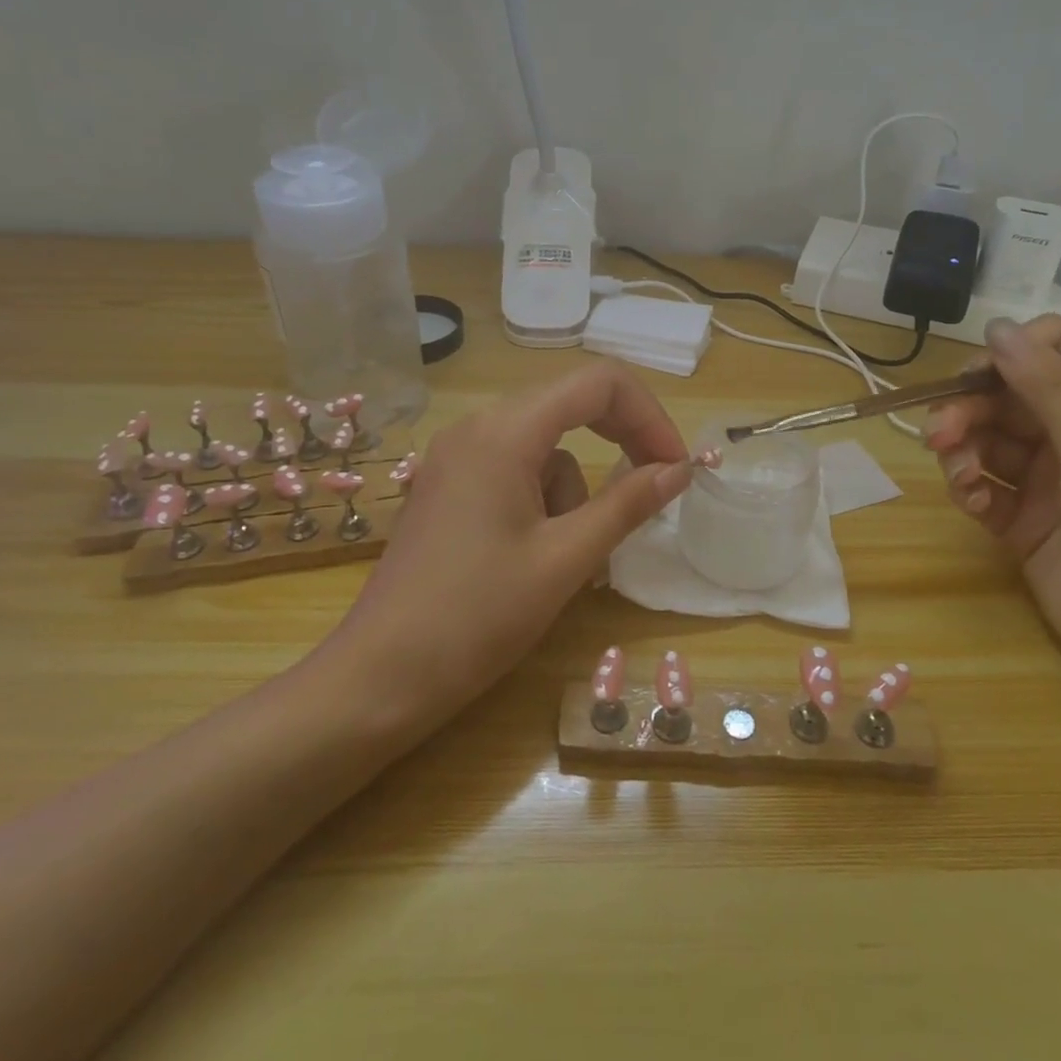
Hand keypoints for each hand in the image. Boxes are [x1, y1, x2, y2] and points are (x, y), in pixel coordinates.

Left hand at [330, 361, 691, 725]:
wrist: (380, 677)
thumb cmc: (478, 617)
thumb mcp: (566, 559)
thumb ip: (628, 504)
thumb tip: (680, 469)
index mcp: (505, 431)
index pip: (598, 383)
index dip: (649, 416)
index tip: (675, 467)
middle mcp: (477, 426)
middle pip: (570, 405)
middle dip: (620, 442)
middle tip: (653, 489)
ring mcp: (456, 454)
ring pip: (546, 446)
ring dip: (575, 488)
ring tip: (567, 556)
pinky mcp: (448, 484)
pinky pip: (516, 468)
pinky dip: (544, 498)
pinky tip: (533, 555)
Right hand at [923, 316, 1060, 710]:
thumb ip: (1047, 389)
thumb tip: (996, 326)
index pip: (1056, 352)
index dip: (1013, 354)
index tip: (977, 376)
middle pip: (1007, 398)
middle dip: (969, 409)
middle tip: (939, 434)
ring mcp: (1047, 483)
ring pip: (986, 441)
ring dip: (962, 449)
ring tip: (958, 474)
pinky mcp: (1022, 523)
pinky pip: (982, 487)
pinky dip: (968, 488)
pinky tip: (974, 503)